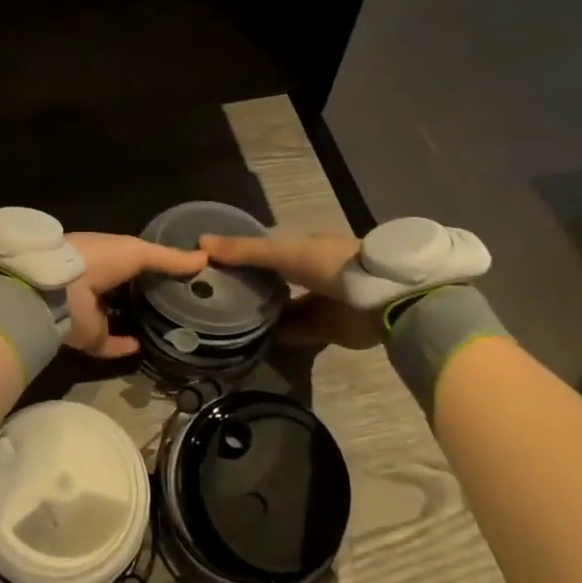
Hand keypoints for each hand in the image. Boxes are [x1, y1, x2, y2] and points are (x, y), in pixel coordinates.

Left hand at [63, 232, 206, 357]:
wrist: (61, 291)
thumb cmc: (98, 260)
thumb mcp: (138, 251)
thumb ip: (169, 258)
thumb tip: (205, 258)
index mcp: (104, 258)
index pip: (132, 263)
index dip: (156, 268)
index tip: (184, 276)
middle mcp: (96, 284)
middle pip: (126, 292)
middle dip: (149, 297)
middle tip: (183, 305)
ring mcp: (92, 313)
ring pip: (119, 319)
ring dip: (139, 323)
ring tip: (172, 327)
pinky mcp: (90, 338)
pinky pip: (111, 345)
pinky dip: (127, 347)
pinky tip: (149, 345)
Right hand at [200, 231, 381, 349]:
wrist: (382, 299)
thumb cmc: (331, 264)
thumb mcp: (283, 253)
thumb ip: (245, 251)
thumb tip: (199, 243)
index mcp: (304, 247)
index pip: (266, 250)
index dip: (241, 255)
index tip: (213, 265)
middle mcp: (312, 272)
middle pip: (274, 279)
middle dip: (250, 286)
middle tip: (215, 295)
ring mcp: (320, 301)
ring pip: (284, 307)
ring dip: (263, 313)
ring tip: (229, 319)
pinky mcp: (327, 329)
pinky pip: (296, 332)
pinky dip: (278, 335)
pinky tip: (253, 339)